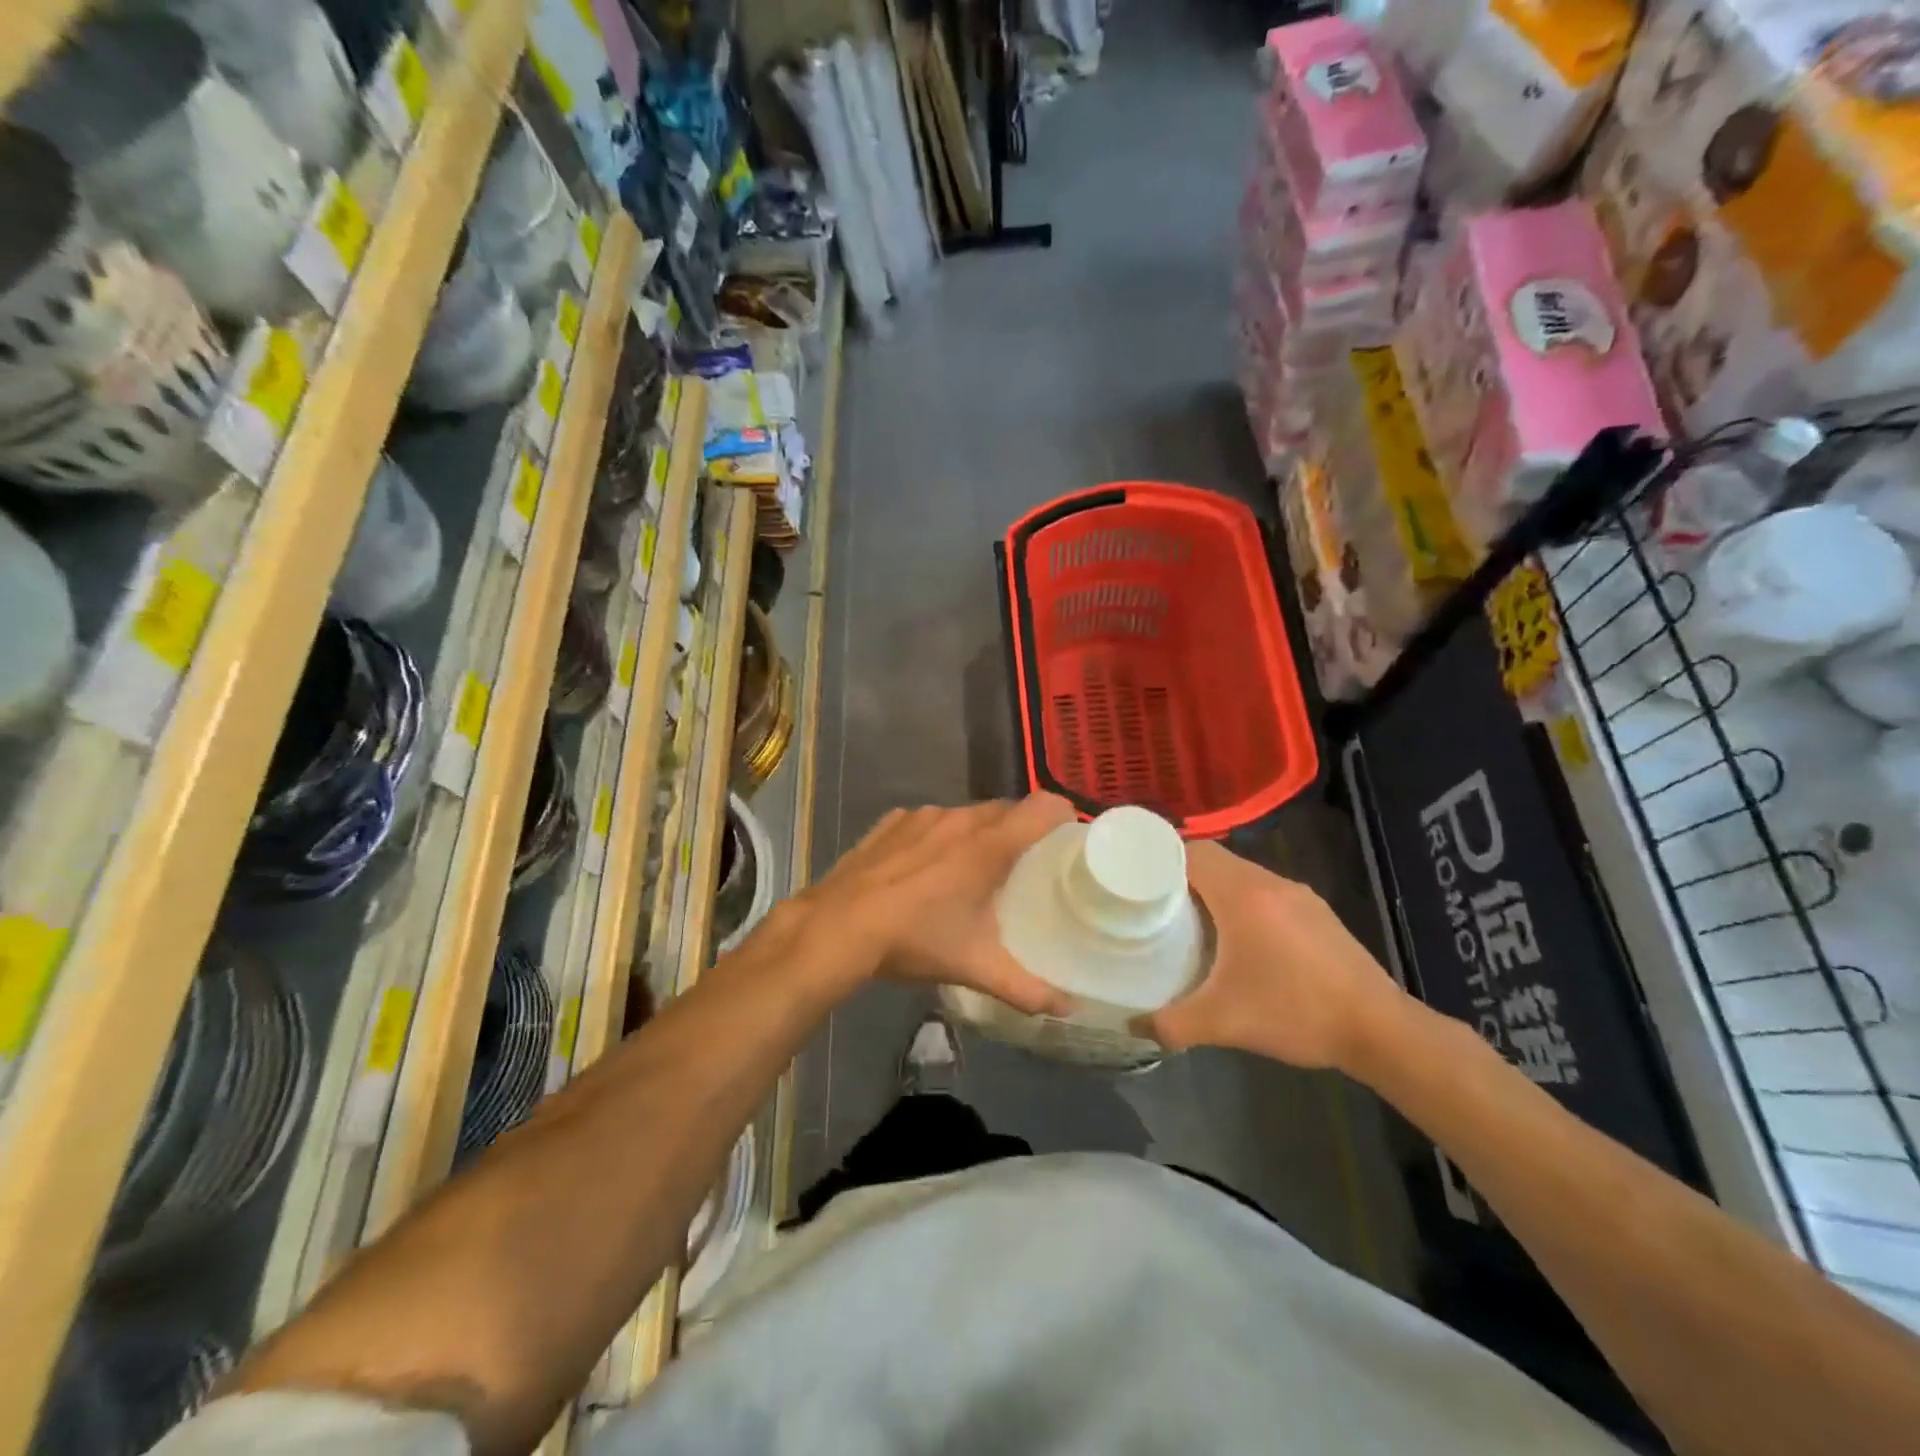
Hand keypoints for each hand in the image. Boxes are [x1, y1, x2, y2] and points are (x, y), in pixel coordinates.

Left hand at [797, 795, 1077, 1015]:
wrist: (838, 926)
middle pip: (1006, 810)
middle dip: (1020, 833)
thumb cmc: (916, 939)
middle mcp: (960, 818)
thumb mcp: (976, 967)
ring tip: (971, 871)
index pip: (1044, 807)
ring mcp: (921, 816)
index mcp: (990, 844)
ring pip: (965, 815)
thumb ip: (1027, 988)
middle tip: (1024, 869)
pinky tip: (923, 870)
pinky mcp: (891, 822)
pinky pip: (928, 821)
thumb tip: (1068, 1009)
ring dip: (976, 835)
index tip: (1067, 843)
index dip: (1063, 818)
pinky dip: (936, 837)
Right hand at [1133, 842, 1406, 1072]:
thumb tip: (1133, 1026)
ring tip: (1193, 919)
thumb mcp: (1223, 1022)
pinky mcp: (1318, 913)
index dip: (1161, 858)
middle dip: (1183, 875)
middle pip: (1216, 860)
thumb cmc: (1295, 1012)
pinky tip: (1241, 939)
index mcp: (1243, 894)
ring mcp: (1300, 896)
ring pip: (1243, 875)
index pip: (1192, 851)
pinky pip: (1267, 892)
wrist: (1380, 1030)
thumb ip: (1171, 1023)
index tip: (1137, 878)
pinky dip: (1244, 902)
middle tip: (1156, 902)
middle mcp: (1271, 883)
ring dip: (1216, 889)